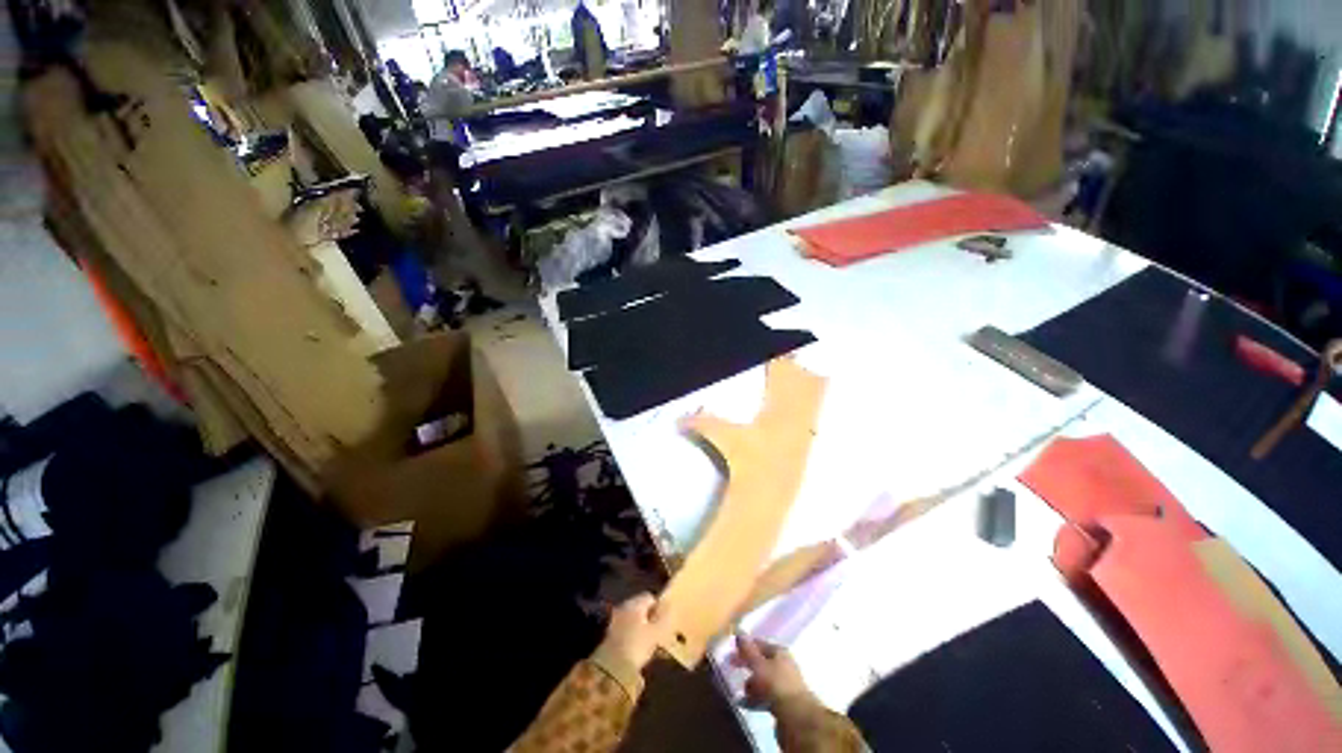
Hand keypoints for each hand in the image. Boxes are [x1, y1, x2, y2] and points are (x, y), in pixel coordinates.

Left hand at [600, 593, 670, 671]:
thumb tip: (670, 605)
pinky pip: (625, 630)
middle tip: (659, 632)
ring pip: (633, 619)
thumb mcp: (656, 633)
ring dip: (641, 628)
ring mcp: (615, 620)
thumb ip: (664, 618)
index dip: (659, 607)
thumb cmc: (638, 646)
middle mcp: (624, 607)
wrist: (612, 668)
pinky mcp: (609, 634)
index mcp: (635, 603)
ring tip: (650, 643)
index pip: (650, 597)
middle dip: (650, 618)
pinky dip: (632, 636)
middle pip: (640, 608)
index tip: (665, 620)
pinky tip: (637, 648)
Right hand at [732, 633, 813, 708]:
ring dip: (752, 684)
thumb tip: (739, 631)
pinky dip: (756, 698)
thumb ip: (748, 650)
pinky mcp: (785, 702)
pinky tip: (746, 704)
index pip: (759, 644)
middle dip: (747, 666)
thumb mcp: (758, 664)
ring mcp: (785, 684)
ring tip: (742, 692)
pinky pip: (766, 696)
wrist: (796, 717)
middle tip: (732, 669)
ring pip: (764, 680)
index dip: (745, 646)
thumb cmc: (776, 684)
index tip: (732, 652)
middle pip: (762, 662)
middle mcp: (784, 664)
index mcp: (779, 651)